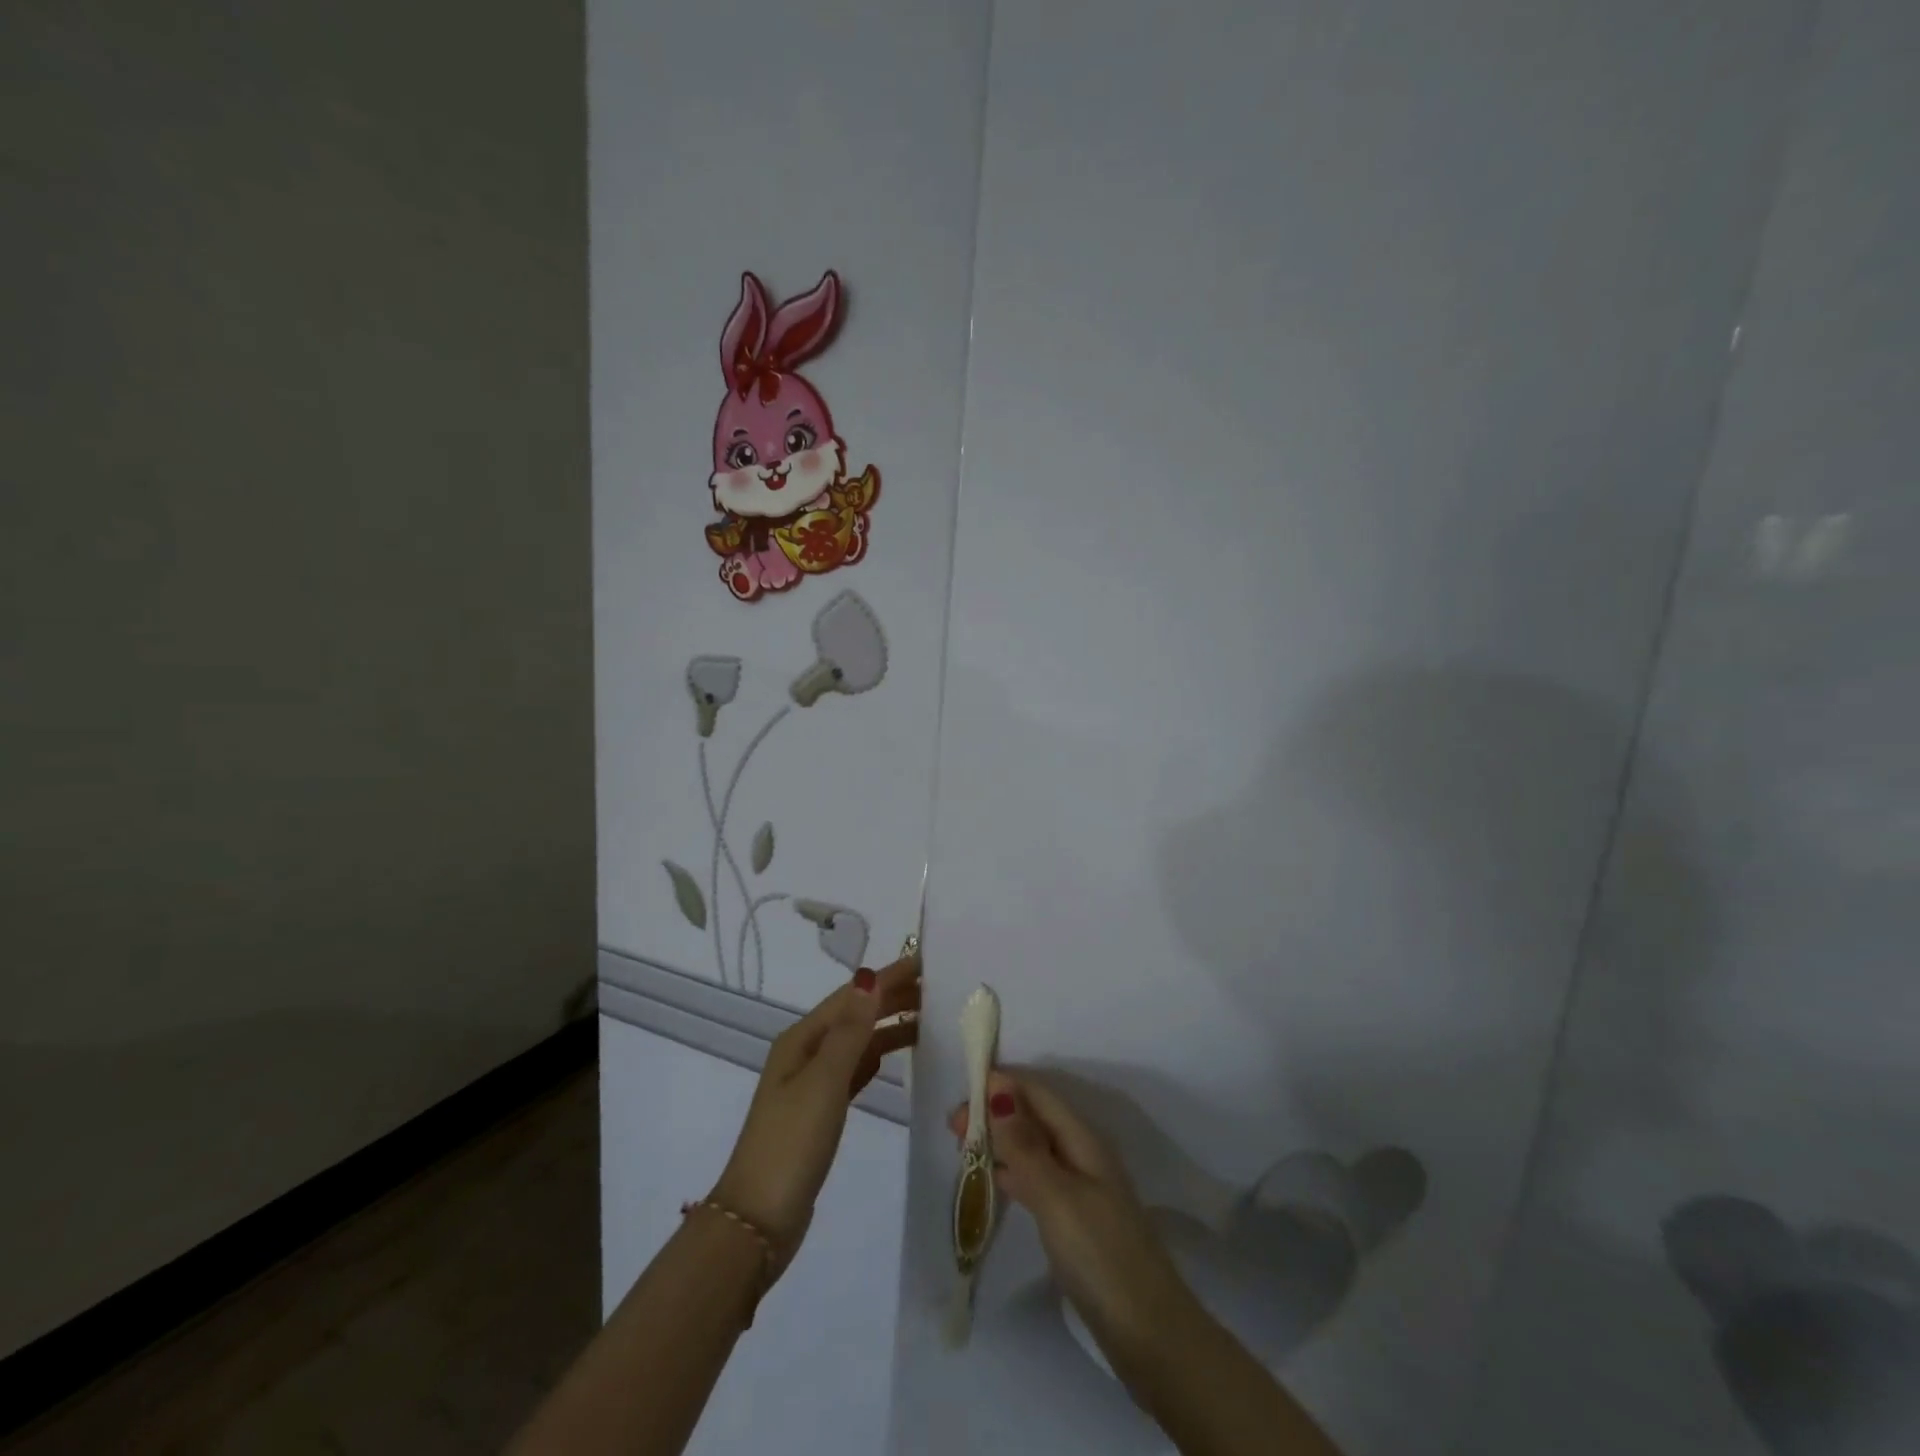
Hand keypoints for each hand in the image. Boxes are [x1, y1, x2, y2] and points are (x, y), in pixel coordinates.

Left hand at [712, 953, 919, 1278]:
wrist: (758, 1222)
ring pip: (857, 1042)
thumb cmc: (792, 1143)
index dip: (888, 977)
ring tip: (929, 1019)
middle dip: (892, 998)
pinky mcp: (820, 1112)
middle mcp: (805, 1054)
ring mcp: (811, 1084)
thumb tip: (869, 975)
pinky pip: (855, 1070)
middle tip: (939, 989)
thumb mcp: (824, 1081)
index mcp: (801, 1040)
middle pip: (854, 1015)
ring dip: (888, 1026)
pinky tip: (893, 1057)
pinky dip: (876, 1057)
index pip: (852, 996)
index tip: (926, 963)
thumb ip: (851, 1031)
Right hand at [948, 1069, 1195, 1356]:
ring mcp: (1081, 1188)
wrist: (1150, 1334)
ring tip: (963, 1146)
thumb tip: (998, 1090)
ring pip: (1034, 1147)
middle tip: (952, 1126)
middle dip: (996, 1112)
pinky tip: (993, 1179)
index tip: (961, 1091)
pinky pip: (1037, 1178)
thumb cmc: (1101, 1255)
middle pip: (1034, 1118)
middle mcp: (1083, 1154)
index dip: (1002, 1085)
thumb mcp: (1057, 1196)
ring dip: (1001, 1140)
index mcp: (1083, 1139)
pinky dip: (1012, 1171)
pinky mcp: (1075, 1220)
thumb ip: (1024, 1146)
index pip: (1038, 1094)